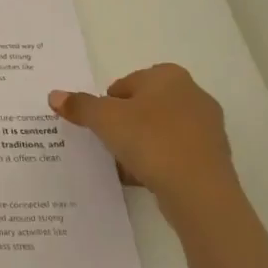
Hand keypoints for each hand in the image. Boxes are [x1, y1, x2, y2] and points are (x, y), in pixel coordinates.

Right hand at [49, 63, 235, 210]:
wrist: (199, 192)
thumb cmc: (150, 140)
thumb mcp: (104, 119)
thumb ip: (79, 105)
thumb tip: (54, 95)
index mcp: (169, 76)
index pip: (125, 84)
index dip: (107, 104)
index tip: (100, 125)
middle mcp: (193, 94)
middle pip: (143, 106)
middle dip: (124, 123)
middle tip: (108, 142)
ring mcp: (207, 127)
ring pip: (159, 131)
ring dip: (140, 144)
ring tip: (124, 163)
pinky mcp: (213, 157)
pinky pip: (174, 153)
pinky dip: (158, 162)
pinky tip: (143, 178)